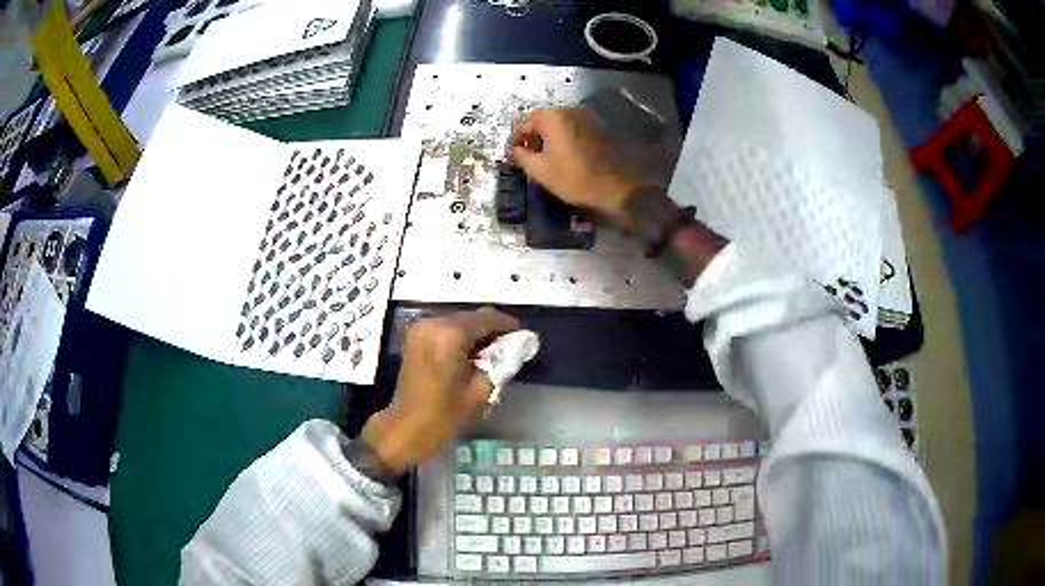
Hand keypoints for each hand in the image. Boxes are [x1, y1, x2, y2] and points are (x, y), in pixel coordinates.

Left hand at [361, 308, 519, 474]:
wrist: (406, 428)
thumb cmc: (444, 414)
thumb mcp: (481, 390)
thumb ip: (503, 361)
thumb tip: (523, 343)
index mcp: (449, 334)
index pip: (487, 318)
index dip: (508, 325)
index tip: (525, 337)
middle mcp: (433, 323)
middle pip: (472, 317)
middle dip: (492, 330)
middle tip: (510, 348)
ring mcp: (421, 328)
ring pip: (459, 321)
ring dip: (476, 333)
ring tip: (492, 354)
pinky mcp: (415, 336)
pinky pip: (445, 328)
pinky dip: (460, 336)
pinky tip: (471, 355)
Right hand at [511, 108, 639, 225]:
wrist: (613, 187)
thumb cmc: (573, 178)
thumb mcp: (539, 170)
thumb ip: (521, 156)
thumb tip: (515, 149)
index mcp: (553, 119)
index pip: (526, 122)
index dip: (518, 138)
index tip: (515, 153)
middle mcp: (569, 111)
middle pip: (543, 120)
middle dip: (534, 135)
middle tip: (530, 154)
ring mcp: (585, 118)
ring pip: (559, 124)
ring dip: (549, 136)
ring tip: (547, 156)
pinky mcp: (596, 127)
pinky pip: (572, 128)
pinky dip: (564, 137)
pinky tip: (565, 154)